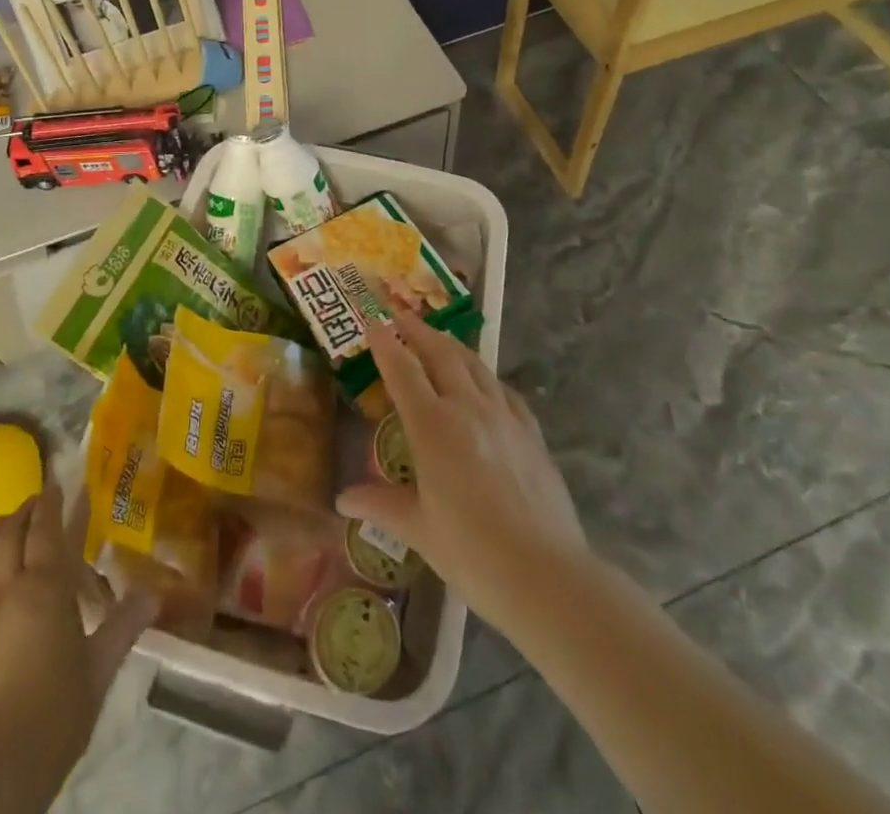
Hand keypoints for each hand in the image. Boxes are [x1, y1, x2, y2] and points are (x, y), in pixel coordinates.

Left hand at [0, 483, 153, 800]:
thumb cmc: (58, 713)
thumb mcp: (100, 668)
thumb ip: (125, 624)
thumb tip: (154, 594)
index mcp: (45, 587)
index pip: (46, 528)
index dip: (52, 502)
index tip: (59, 485)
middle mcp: (7, 588)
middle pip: (11, 533)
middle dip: (25, 511)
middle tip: (39, 503)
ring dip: (0, 532)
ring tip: (12, 526)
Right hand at [335, 315, 585, 637]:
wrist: (546, 575)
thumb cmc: (472, 553)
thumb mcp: (420, 530)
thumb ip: (381, 505)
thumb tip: (343, 501)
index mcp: (432, 426)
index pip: (403, 370)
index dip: (386, 343)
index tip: (373, 320)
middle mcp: (467, 408)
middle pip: (440, 354)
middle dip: (418, 331)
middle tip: (401, 314)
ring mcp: (504, 417)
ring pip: (474, 365)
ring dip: (452, 345)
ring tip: (438, 337)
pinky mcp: (531, 433)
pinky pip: (504, 391)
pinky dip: (486, 377)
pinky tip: (485, 383)